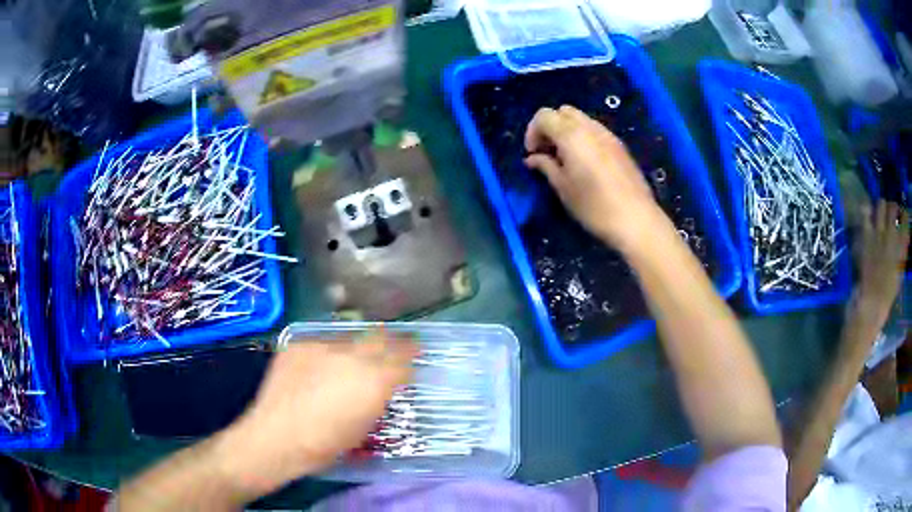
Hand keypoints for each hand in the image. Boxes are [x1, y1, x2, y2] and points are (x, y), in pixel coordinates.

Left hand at [215, 330, 416, 496]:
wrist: (276, 437)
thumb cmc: (325, 445)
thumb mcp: (363, 427)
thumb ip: (376, 399)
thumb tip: (380, 386)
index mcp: (374, 380)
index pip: (402, 358)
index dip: (411, 355)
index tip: (415, 354)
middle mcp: (351, 355)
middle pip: (380, 338)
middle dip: (391, 341)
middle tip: (395, 344)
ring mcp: (322, 346)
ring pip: (349, 338)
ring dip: (357, 347)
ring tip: (352, 360)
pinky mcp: (298, 344)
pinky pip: (321, 343)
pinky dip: (327, 353)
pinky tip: (320, 368)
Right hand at [524, 105, 663, 251]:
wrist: (636, 219)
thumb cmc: (594, 206)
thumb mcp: (563, 188)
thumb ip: (546, 166)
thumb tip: (533, 158)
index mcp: (571, 135)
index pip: (544, 115)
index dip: (532, 131)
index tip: (532, 154)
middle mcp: (590, 127)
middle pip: (563, 111)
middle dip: (550, 127)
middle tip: (547, 152)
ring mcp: (608, 134)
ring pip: (581, 119)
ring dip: (567, 131)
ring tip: (565, 158)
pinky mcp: (619, 145)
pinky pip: (595, 130)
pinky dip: (583, 137)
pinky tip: (585, 162)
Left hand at [856, 200, 908, 327]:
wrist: (873, 303)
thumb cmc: (888, 291)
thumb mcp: (900, 271)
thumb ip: (903, 251)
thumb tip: (904, 235)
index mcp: (902, 246)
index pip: (905, 219)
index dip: (904, 213)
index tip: (902, 215)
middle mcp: (892, 236)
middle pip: (893, 207)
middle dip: (893, 207)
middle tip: (892, 212)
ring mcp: (879, 234)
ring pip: (881, 205)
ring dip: (882, 207)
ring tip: (881, 213)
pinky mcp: (867, 237)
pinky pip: (866, 215)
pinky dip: (867, 211)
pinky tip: (868, 214)